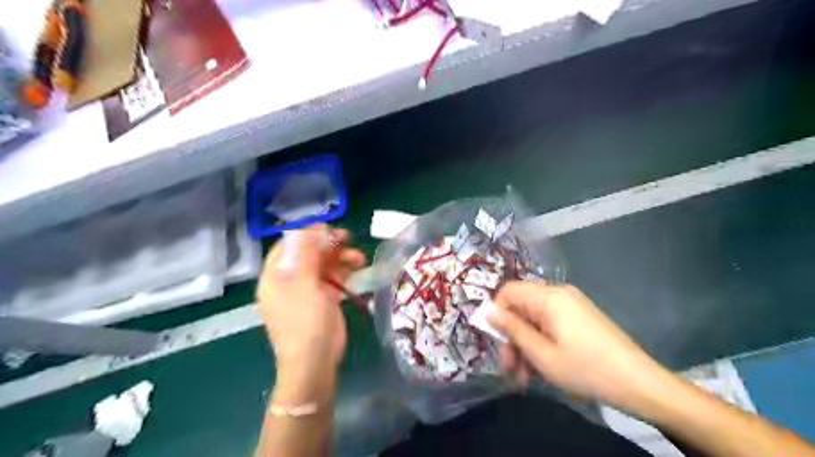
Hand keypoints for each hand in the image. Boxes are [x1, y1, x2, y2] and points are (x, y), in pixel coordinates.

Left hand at [257, 223, 366, 387]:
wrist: (315, 363)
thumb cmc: (305, 323)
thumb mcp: (305, 285)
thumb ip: (307, 254)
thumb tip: (311, 227)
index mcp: (275, 277)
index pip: (288, 246)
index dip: (307, 234)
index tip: (330, 228)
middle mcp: (288, 281)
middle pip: (308, 254)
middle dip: (328, 245)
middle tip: (349, 238)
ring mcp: (306, 291)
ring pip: (323, 265)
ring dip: (341, 258)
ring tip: (360, 258)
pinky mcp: (322, 300)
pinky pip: (332, 279)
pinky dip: (345, 272)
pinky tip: (358, 270)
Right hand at [487, 280, 671, 412]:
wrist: (640, 384)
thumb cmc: (586, 369)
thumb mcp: (541, 354)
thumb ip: (512, 329)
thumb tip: (487, 311)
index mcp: (549, 297)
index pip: (508, 291)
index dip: (497, 313)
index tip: (497, 342)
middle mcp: (559, 294)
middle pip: (521, 308)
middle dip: (512, 338)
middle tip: (510, 369)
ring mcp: (571, 306)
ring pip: (534, 320)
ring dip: (525, 346)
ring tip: (525, 378)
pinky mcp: (580, 318)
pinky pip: (550, 326)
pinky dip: (542, 344)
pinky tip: (542, 369)